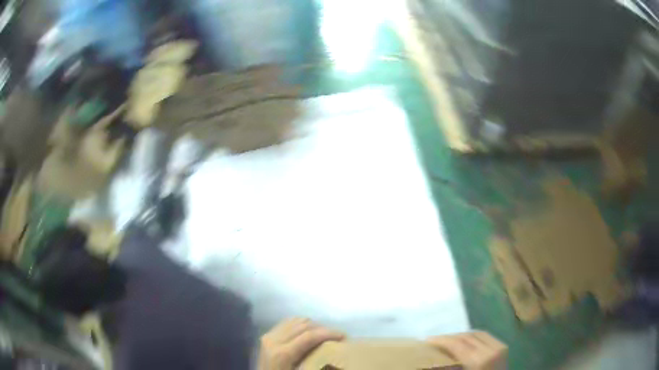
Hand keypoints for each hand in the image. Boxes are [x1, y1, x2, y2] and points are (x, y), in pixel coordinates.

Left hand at [258, 317, 344, 369]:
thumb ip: (315, 362)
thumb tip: (336, 353)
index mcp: (282, 353)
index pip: (309, 335)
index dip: (328, 333)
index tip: (344, 336)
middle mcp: (273, 340)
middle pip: (303, 325)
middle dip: (323, 328)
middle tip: (337, 336)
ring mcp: (268, 336)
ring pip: (295, 321)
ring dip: (313, 325)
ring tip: (325, 334)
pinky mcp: (267, 336)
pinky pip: (287, 323)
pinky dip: (301, 324)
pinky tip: (309, 332)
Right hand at [427, 331, 506, 369]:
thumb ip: (448, 369)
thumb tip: (430, 363)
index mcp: (478, 360)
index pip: (458, 344)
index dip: (442, 340)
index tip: (427, 340)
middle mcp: (491, 350)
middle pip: (467, 336)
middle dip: (450, 337)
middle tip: (436, 341)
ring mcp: (499, 347)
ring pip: (477, 333)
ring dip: (462, 335)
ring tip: (448, 341)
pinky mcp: (503, 348)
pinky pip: (486, 337)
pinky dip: (473, 337)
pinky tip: (465, 342)